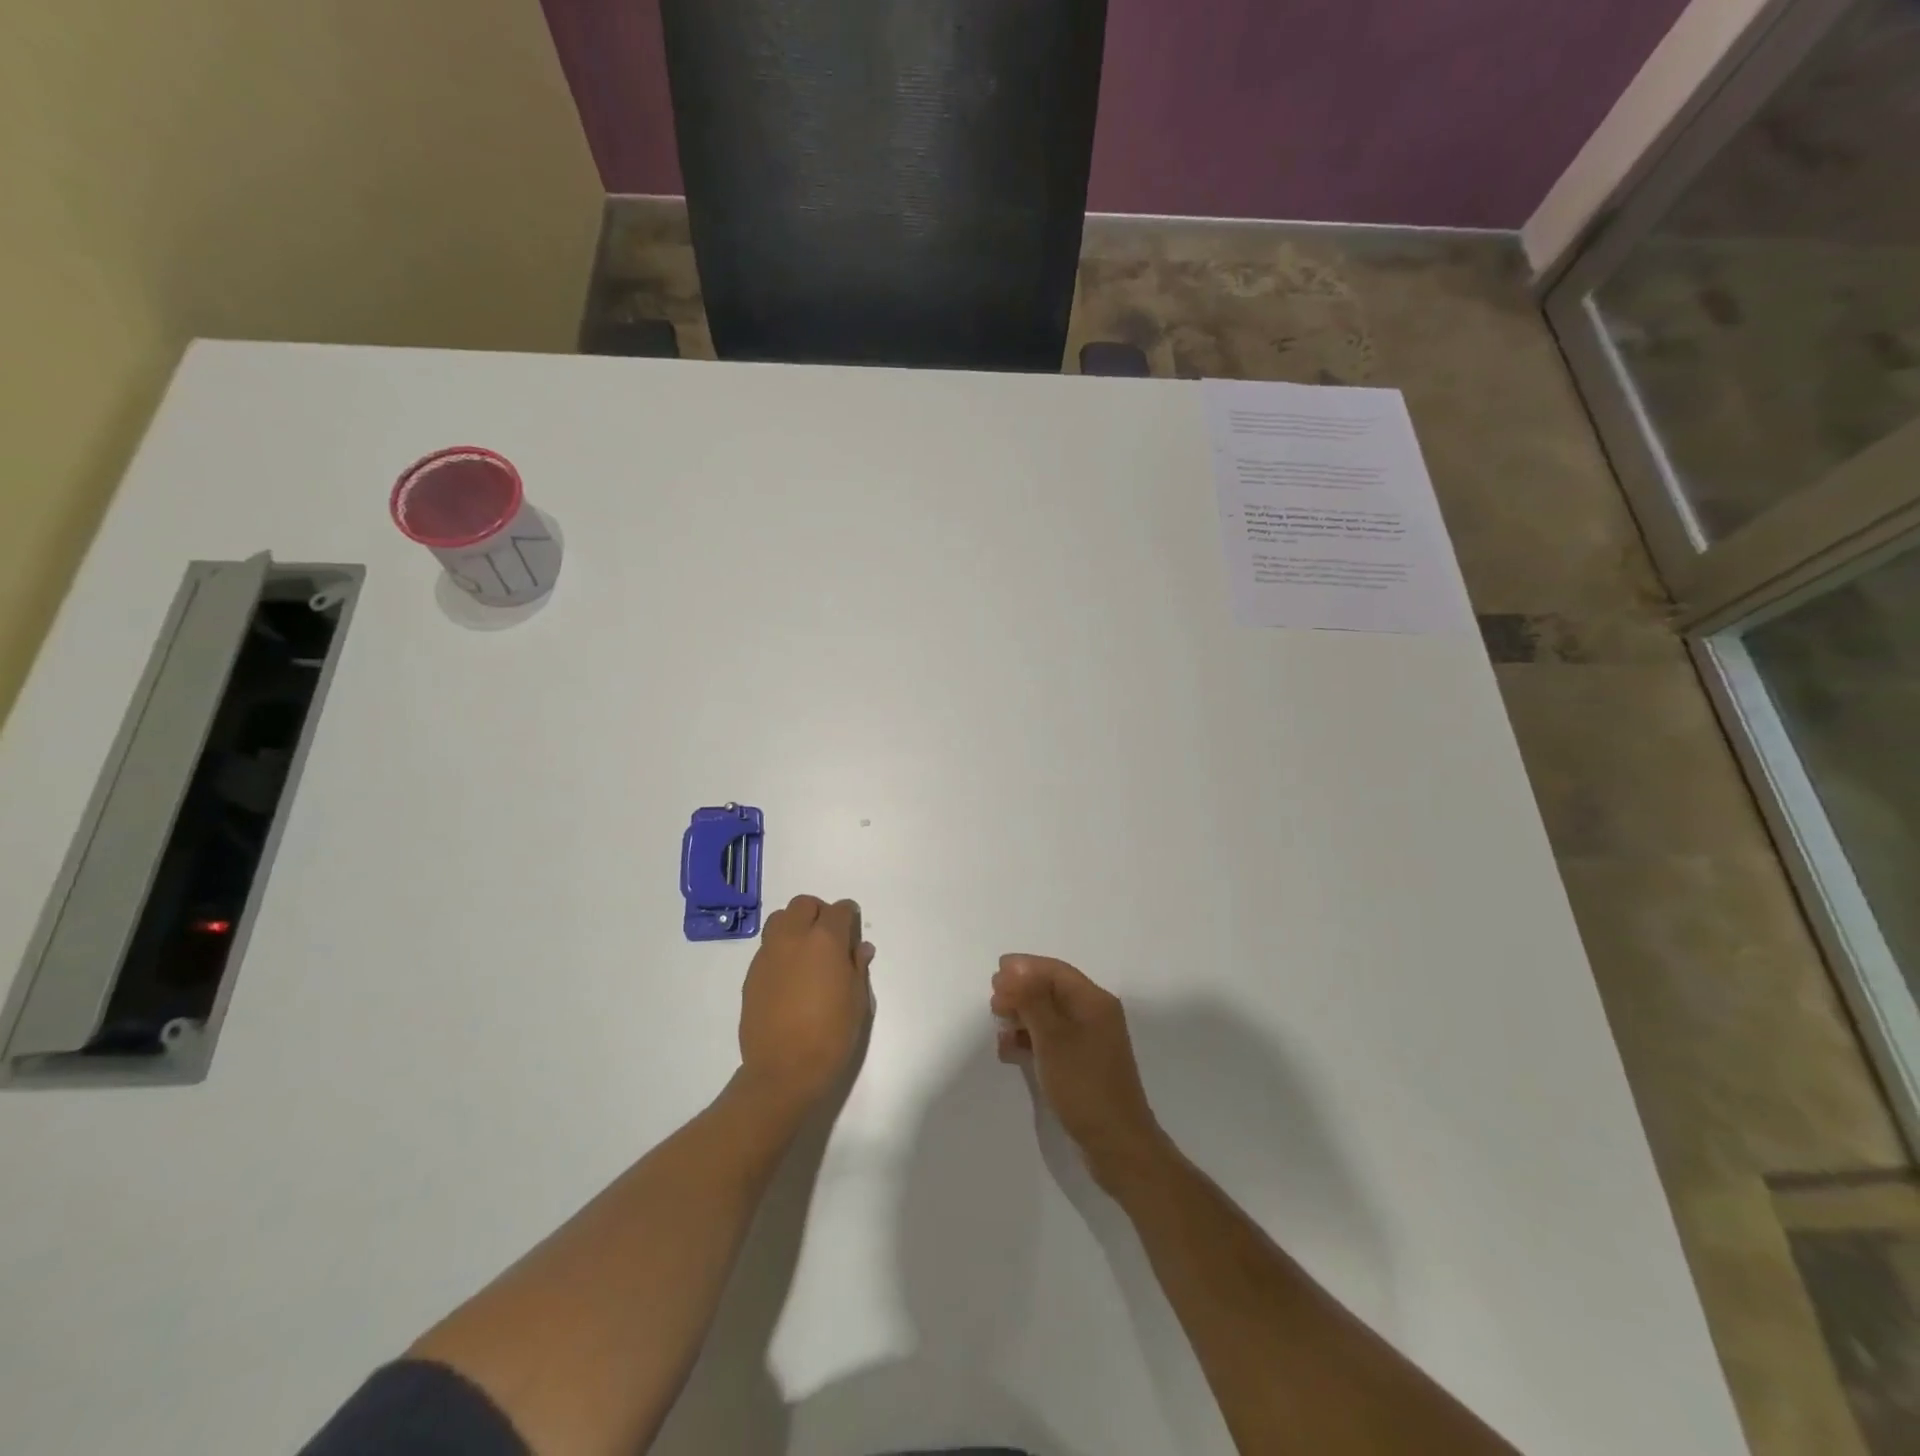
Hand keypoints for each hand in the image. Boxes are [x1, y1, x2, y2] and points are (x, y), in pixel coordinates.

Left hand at [738, 894, 874, 1113]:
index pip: (839, 910)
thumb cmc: (831, 1035)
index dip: (849, 916)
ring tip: (806, 952)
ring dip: (795, 925)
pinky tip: (789, 975)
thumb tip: (860, 948)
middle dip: (819, 913)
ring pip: (779, 919)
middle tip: (829, 937)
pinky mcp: (751, 974)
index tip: (853, 930)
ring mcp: (768, 954)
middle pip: (804, 905)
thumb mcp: (858, 1001)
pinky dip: (780, 948)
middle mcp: (793, 938)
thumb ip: (858, 967)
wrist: (784, 1070)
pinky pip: (767, 947)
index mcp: (825, 941)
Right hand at [991, 954, 1168, 1191]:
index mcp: (1094, 1002)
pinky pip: (1052, 1041)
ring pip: (1049, 1017)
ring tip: (998, 1026)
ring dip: (1023, 1017)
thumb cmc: (1084, 1085)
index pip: (1056, 971)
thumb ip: (1032, 999)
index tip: (995, 973)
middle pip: (1052, 991)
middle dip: (1021, 992)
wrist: (1117, 1145)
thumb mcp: (1053, 1038)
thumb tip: (1015, 967)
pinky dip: (1030, 1041)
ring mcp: (1090, 1042)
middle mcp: (1094, 1015)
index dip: (1025, 968)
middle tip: (993, 1002)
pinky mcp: (1082, 1066)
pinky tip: (1009, 1051)